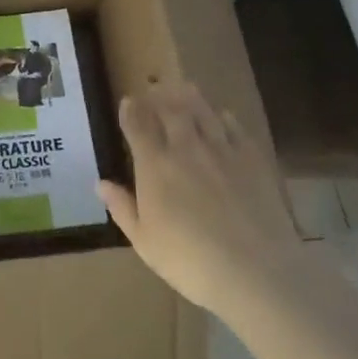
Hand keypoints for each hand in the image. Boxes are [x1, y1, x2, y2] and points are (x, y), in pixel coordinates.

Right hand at [98, 82, 296, 313]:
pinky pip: (235, 128)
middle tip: (155, 87)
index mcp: (155, 165)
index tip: (128, 101)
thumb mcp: (145, 242)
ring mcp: (221, 150)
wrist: (256, 272)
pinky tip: (223, 116)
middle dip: (159, 95)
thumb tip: (101, 183)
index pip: (138, 125)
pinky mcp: (253, 160)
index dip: (131, 110)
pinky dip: (225, 118)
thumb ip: (122, 208)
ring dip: (190, 97)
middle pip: (170, 110)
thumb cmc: (190, 262)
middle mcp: (185, 147)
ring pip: (202, 112)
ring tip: (184, 86)